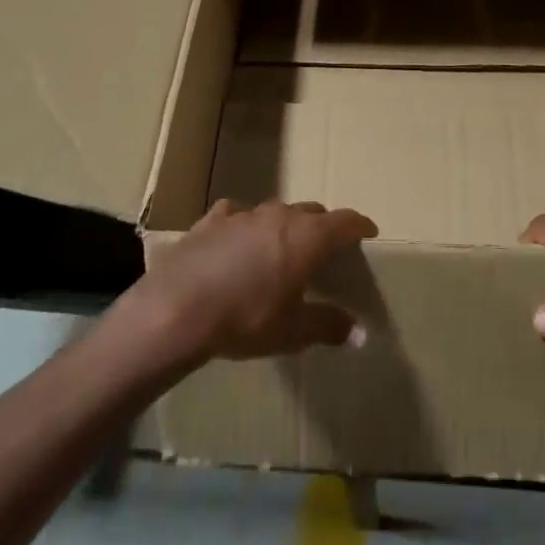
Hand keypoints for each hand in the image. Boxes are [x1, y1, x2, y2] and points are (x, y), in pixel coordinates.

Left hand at [113, 198, 377, 368]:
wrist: (177, 309)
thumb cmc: (245, 320)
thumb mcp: (291, 331)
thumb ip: (327, 326)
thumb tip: (360, 333)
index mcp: (306, 237)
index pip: (344, 221)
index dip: (359, 225)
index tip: (368, 232)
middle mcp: (279, 216)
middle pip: (311, 212)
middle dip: (322, 227)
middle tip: (325, 249)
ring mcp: (243, 214)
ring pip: (275, 212)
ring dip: (284, 226)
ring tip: (281, 248)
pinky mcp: (212, 220)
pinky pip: (237, 215)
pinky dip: (245, 226)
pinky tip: (237, 241)